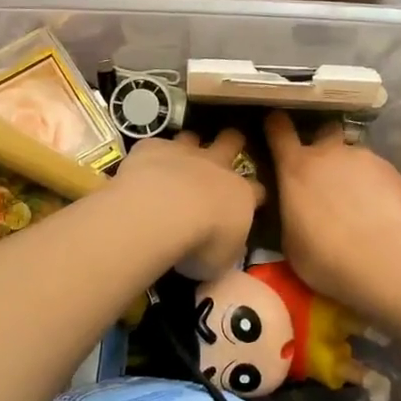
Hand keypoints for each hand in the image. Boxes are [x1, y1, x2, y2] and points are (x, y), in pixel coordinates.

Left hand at [113, 128, 263, 280]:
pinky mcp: (152, 148)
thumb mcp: (221, 262)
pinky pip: (154, 146)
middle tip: (226, 149)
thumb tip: (230, 257)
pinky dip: (151, 156)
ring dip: (187, 146)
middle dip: (231, 143)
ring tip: (178, 159)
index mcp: (240, 195)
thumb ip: (227, 253)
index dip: (256, 195)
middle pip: (231, 142)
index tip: (253, 201)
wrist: (163, 212)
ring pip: (191, 138)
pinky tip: (142, 169)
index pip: (258, 190)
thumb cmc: (200, 243)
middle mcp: (215, 167)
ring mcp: (183, 153)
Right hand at [264, 110, 400, 310]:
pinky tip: (379, 207)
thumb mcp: (288, 236)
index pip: (279, 129)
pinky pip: (377, 170)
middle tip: (325, 167)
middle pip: (324, 129)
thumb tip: (294, 206)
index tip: (276, 124)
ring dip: (351, 168)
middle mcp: (328, 152)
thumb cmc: (320, 254)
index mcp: (295, 167)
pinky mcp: (390, 170)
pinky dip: (375, 183)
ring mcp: (362, 157)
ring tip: (357, 197)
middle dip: (323, 142)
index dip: (276, 124)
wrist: (376, 259)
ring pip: (354, 153)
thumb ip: (290, 210)